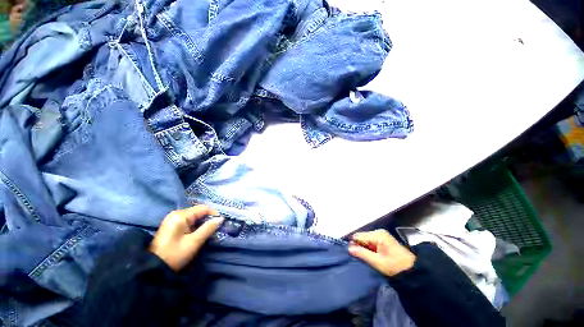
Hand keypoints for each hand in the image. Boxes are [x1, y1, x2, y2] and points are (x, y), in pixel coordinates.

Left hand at [149, 205, 223, 270]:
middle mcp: (176, 213)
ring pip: (195, 217)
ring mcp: (173, 219)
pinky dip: (196, 226)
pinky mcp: (172, 225)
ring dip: (203, 223)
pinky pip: (189, 221)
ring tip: (209, 232)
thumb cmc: (174, 254)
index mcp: (181, 215)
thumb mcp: (194, 242)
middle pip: (199, 211)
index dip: (214, 214)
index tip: (221, 223)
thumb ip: (208, 228)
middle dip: (208, 219)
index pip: (203, 208)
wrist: (152, 268)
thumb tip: (221, 219)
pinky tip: (199, 233)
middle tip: (216, 229)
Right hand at [348, 229, 415, 276]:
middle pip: (361, 236)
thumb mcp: (377, 262)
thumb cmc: (395, 266)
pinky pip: (371, 241)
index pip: (358, 235)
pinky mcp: (383, 238)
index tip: (352, 253)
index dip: (353, 244)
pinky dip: (369, 247)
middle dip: (359, 246)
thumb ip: (362, 254)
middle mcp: (378, 232)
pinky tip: (373, 255)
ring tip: (369, 257)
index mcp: (377, 235)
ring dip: (364, 247)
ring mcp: (381, 234)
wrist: (413, 269)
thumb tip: (349, 248)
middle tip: (362, 257)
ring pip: (365, 239)